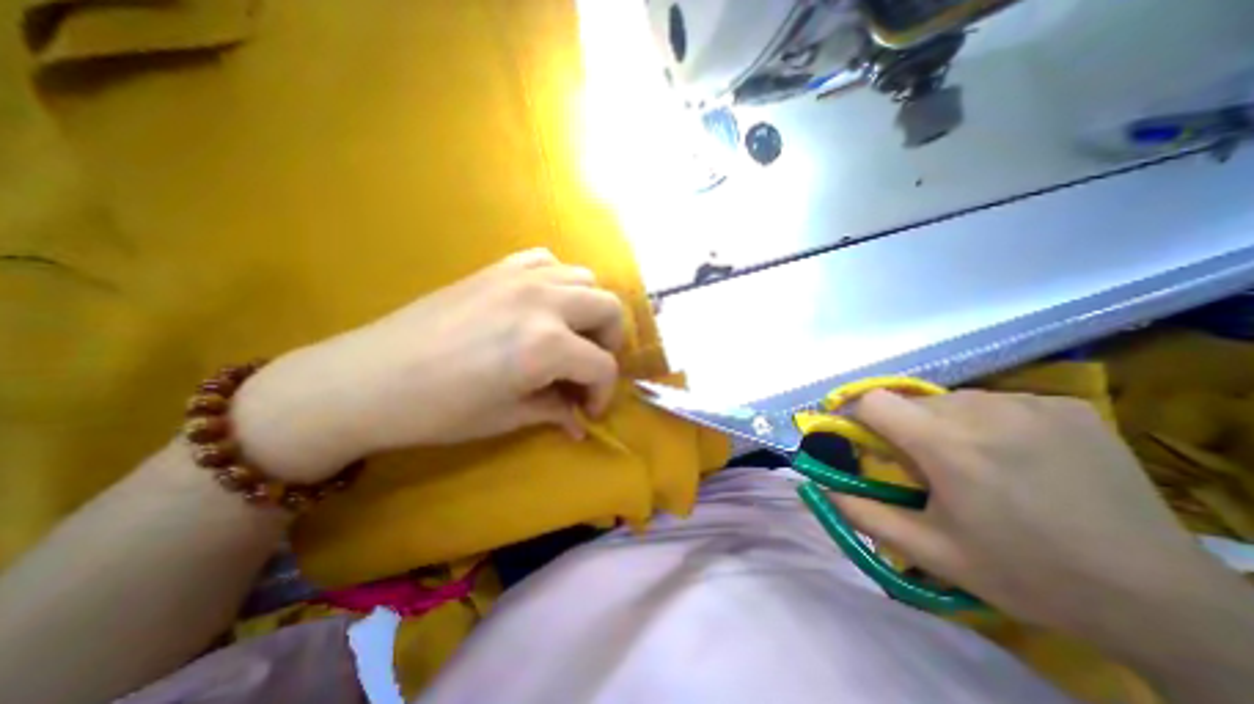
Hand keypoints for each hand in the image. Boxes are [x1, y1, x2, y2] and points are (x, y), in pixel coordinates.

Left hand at [230, 251, 623, 486]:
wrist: (367, 380)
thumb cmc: (439, 411)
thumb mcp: (508, 417)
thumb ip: (555, 410)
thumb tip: (581, 421)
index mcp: (547, 345)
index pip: (602, 366)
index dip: (603, 393)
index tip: (589, 411)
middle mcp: (544, 301)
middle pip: (609, 308)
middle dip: (610, 342)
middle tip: (589, 366)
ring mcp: (521, 277)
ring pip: (586, 278)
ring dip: (589, 310)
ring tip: (571, 334)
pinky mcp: (498, 268)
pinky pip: (547, 260)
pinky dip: (559, 281)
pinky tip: (544, 304)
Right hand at [832, 390, 1225, 631]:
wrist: (1160, 599)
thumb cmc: (1025, 573)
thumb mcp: (930, 551)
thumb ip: (862, 514)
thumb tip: (817, 486)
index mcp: (946, 445)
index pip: (873, 401)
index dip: (855, 414)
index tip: (858, 436)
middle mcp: (982, 411)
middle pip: (911, 402)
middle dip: (903, 427)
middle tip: (924, 465)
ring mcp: (1029, 403)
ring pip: (953, 401)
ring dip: (945, 424)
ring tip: (973, 463)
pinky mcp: (1065, 405)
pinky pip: (999, 401)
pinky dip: (989, 422)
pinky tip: (1018, 456)